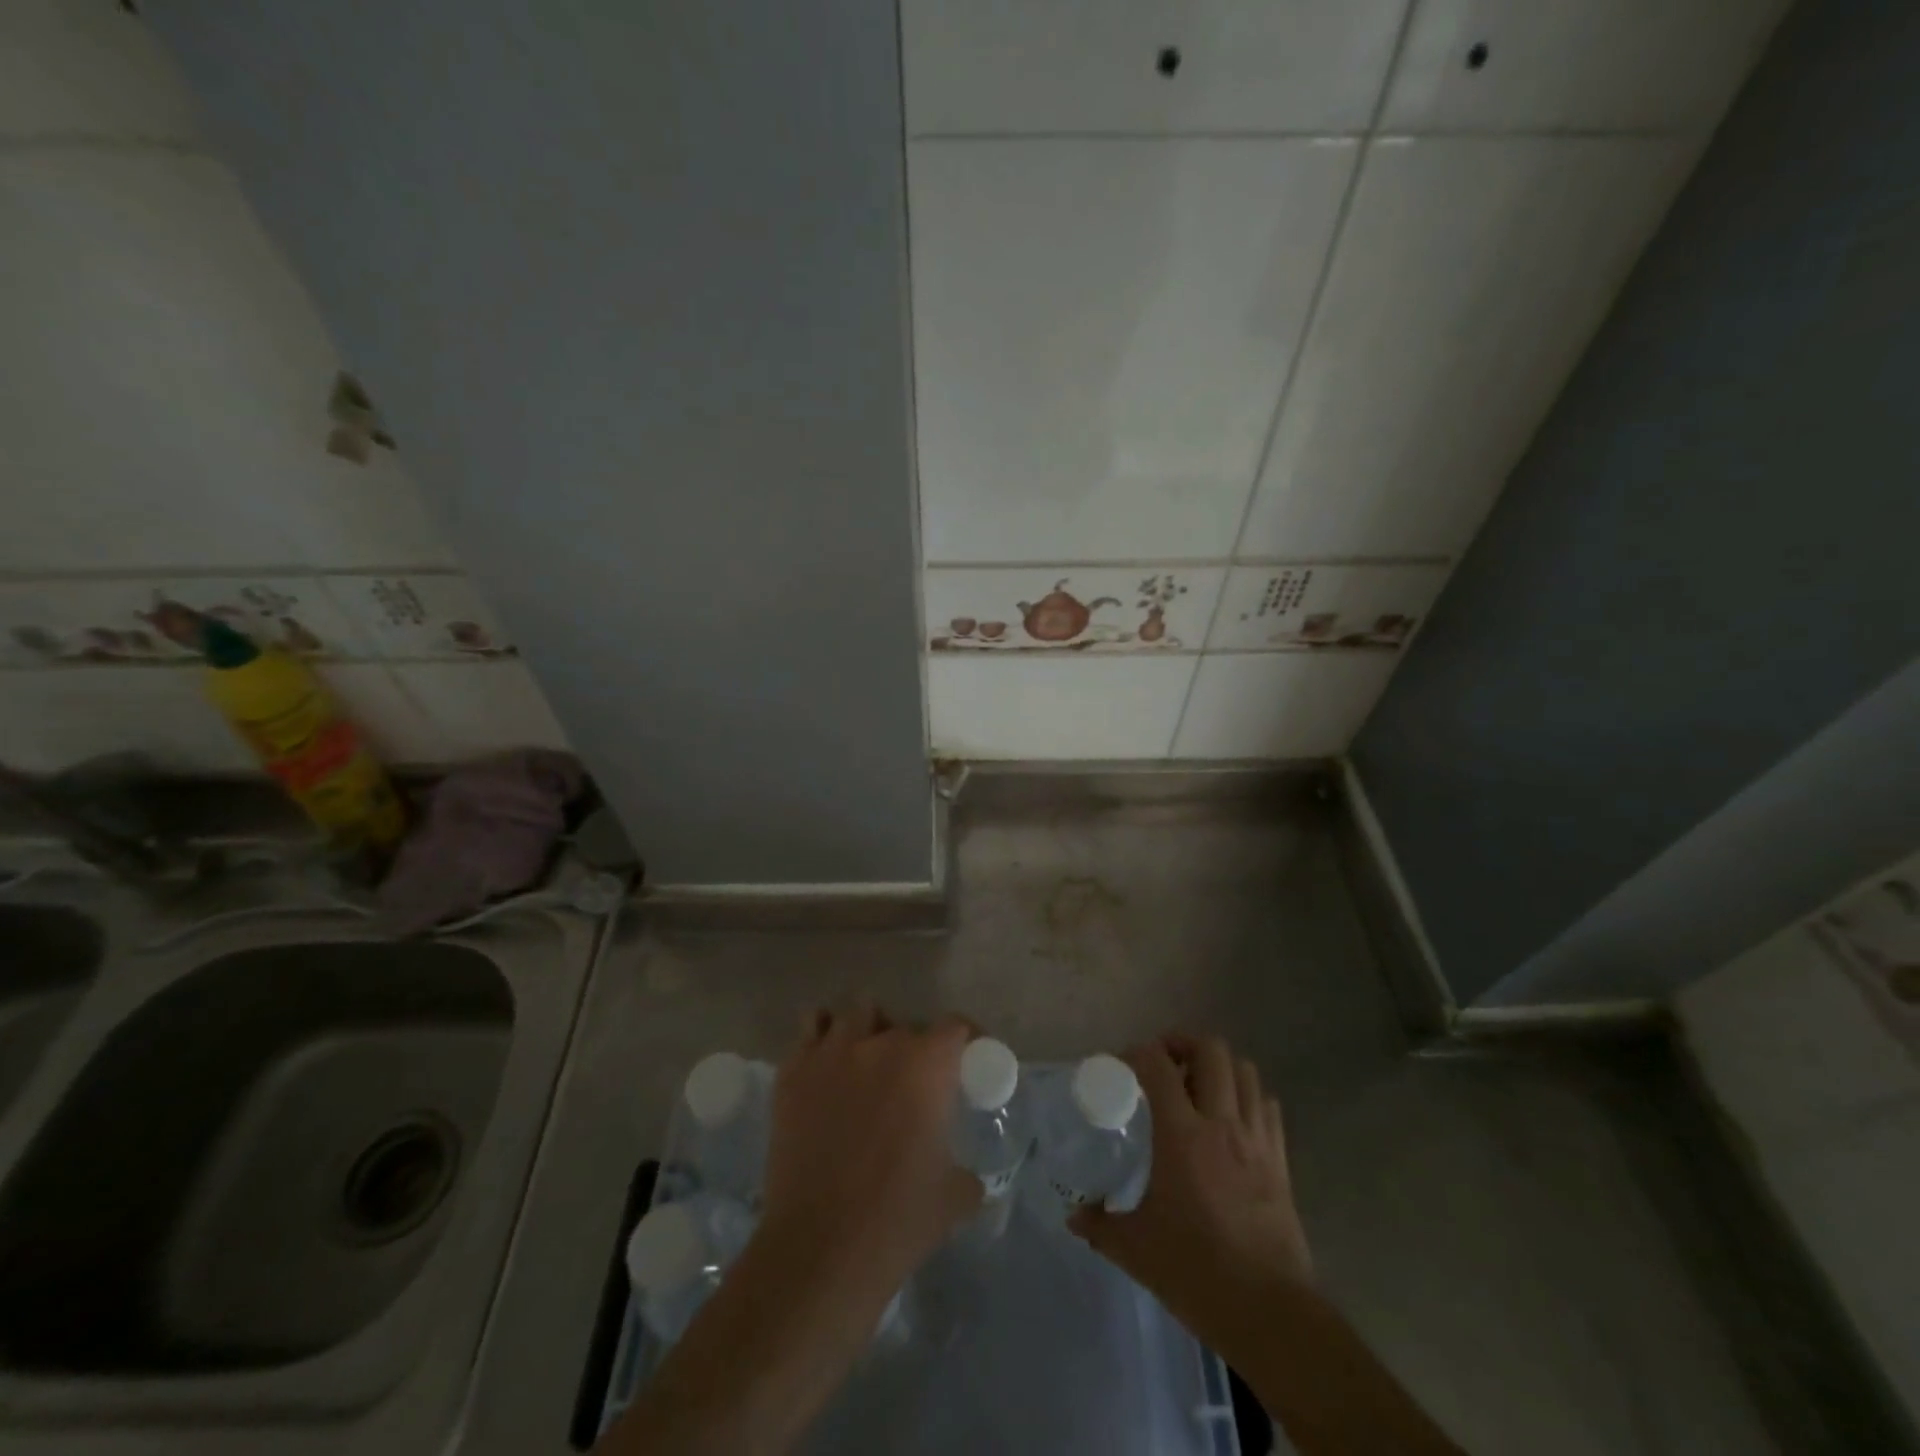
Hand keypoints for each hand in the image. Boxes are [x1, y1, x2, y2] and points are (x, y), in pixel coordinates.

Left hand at [757, 1006, 981, 1288]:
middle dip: (913, 1047)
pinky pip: (811, 1028)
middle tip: (912, 1082)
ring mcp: (832, 1051)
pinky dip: (823, 1037)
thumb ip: (966, 1174)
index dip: (965, 1039)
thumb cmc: (897, 1220)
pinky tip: (827, 1065)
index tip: (967, 1060)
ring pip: (857, 1013)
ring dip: (868, 1032)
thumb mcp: (953, 1198)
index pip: (955, 1026)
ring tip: (866, 1063)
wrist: (820, 1249)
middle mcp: (881, 1044)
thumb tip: (969, 1178)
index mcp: (926, 1065)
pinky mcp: (794, 1070)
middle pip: (905, 1024)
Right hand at [1071, 1035, 1311, 1352]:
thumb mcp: (1135, 1249)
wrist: (1269, 1313)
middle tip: (1163, 1063)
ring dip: (1219, 1066)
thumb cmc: (1196, 1272)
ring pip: (1245, 1071)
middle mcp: (1222, 1124)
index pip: (1158, 1065)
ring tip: (1198, 1084)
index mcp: (1182, 1135)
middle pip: (1211, 1050)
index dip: (1138, 1052)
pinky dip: (1247, 1096)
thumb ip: (1100, 1224)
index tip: (1122, 1064)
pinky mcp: (1280, 1160)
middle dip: (1184, 1043)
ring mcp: (1256, 1139)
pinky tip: (1231, 1118)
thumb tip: (1073, 1215)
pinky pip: (1266, 1105)